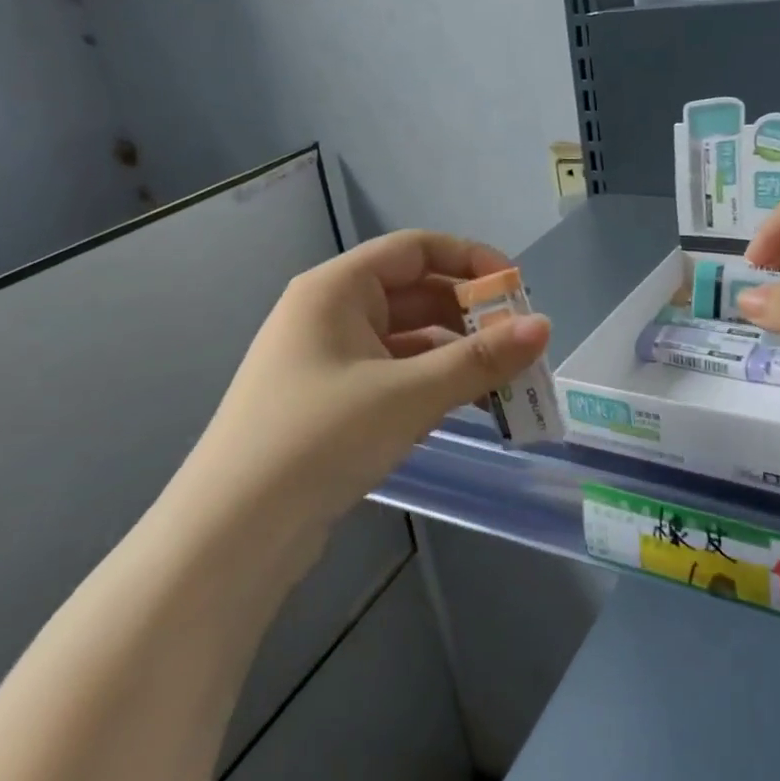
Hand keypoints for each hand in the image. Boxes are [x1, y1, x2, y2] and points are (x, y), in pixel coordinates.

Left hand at [182, 231, 550, 528]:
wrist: (233, 531)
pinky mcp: (331, 401)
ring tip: (508, 384)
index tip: (519, 292)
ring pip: (408, 340)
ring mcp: (327, 359)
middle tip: (522, 346)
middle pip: (415, 293)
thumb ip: (480, 360)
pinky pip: (394, 375)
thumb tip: (545, 327)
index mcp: (337, 288)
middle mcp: (330, 312)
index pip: (417, 249)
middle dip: (472, 317)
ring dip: (457, 356)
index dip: (472, 261)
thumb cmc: (320, 438)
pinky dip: (432, 384)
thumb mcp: (409, 395)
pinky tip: (468, 408)